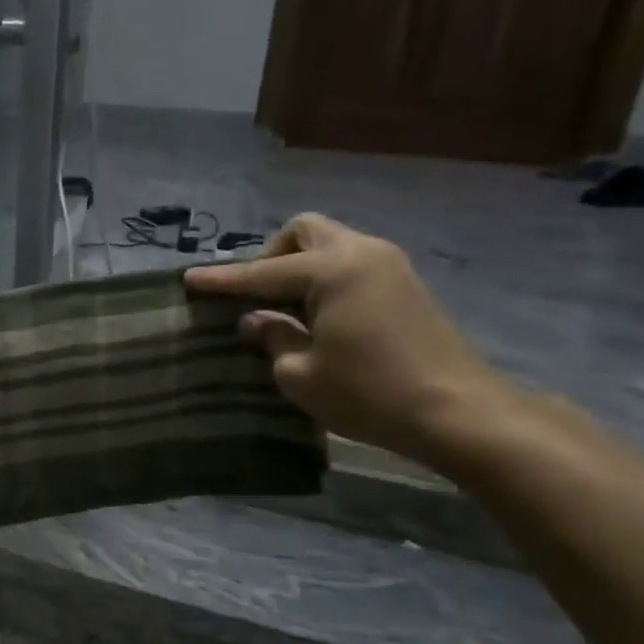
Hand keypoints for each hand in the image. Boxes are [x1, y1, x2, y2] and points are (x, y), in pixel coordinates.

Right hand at [186, 214, 511, 465]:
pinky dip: (324, 279)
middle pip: (304, 232)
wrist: (456, 411)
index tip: (188, 279)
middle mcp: (361, 253)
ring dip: (299, 268)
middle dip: (271, 256)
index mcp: (332, 270)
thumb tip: (256, 321)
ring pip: (330, 245)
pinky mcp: (404, 286)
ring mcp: (389, 266)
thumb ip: (272, 338)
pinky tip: (315, 316)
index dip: (222, 279)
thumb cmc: (368, 393)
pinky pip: (350, 265)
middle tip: (254, 294)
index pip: (262, 271)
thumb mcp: (301, 374)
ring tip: (281, 308)